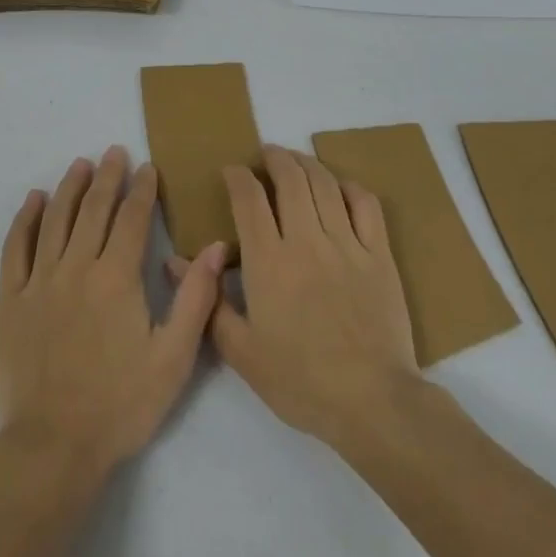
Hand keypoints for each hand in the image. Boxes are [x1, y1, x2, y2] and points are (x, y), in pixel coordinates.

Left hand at [0, 146, 228, 477]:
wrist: (53, 445)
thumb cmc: (120, 405)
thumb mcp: (173, 359)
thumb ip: (196, 300)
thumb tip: (214, 247)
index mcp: (117, 278)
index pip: (131, 219)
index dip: (141, 190)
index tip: (147, 167)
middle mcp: (76, 267)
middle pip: (94, 210)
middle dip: (108, 177)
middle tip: (115, 152)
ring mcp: (39, 281)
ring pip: (56, 219)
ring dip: (70, 188)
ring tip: (81, 164)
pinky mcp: (12, 299)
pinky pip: (16, 247)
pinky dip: (25, 219)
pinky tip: (34, 200)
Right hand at [174, 146, 420, 450]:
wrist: (371, 402)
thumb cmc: (299, 381)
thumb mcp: (241, 351)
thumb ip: (209, 300)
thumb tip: (175, 261)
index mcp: (268, 261)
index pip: (249, 199)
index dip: (238, 176)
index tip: (232, 171)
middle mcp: (306, 241)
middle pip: (290, 180)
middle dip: (275, 158)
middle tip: (267, 153)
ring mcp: (347, 245)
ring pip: (326, 185)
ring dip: (308, 164)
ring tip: (297, 160)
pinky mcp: (380, 256)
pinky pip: (367, 206)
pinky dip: (351, 188)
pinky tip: (341, 187)